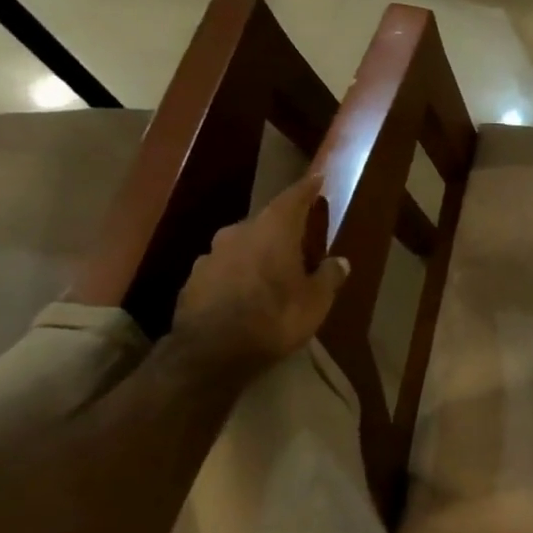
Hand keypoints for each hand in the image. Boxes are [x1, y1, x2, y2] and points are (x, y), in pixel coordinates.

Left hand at [172, 174, 347, 376]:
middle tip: (299, 239)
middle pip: (265, 222)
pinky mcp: (192, 281)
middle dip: (282, 228)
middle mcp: (238, 233)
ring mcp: (210, 256)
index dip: (307, 189)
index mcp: (273, 230)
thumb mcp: (317, 301)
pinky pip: (223, 269)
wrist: (210, 353)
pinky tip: (245, 293)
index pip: (293, 198)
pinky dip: (237, 274)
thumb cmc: (275, 318)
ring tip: (272, 271)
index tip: (317, 179)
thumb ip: (329, 276)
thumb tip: (340, 261)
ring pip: (241, 246)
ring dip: (257, 253)